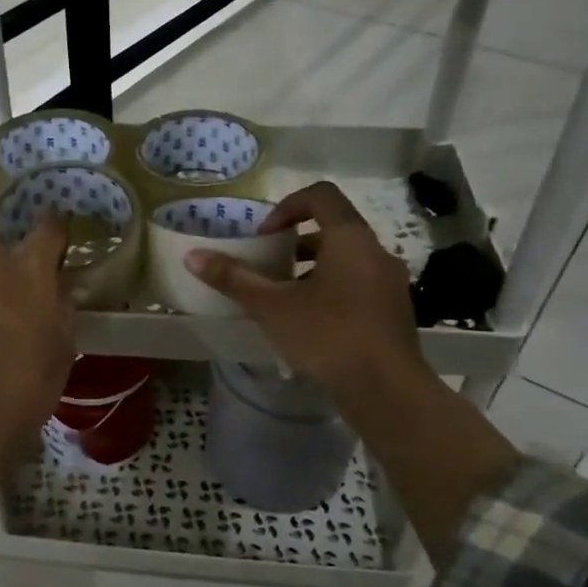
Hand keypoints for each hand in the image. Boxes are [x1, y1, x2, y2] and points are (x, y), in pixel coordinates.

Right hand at [183, 181, 429, 403]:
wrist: (387, 391)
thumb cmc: (328, 336)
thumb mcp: (272, 307)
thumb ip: (234, 279)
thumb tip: (192, 256)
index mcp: (350, 239)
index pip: (321, 195)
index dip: (287, 206)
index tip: (266, 236)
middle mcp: (376, 252)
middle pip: (333, 228)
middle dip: (295, 243)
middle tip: (269, 267)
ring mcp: (390, 283)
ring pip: (347, 259)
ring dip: (313, 268)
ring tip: (284, 298)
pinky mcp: (395, 311)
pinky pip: (359, 285)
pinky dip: (332, 290)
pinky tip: (310, 324)